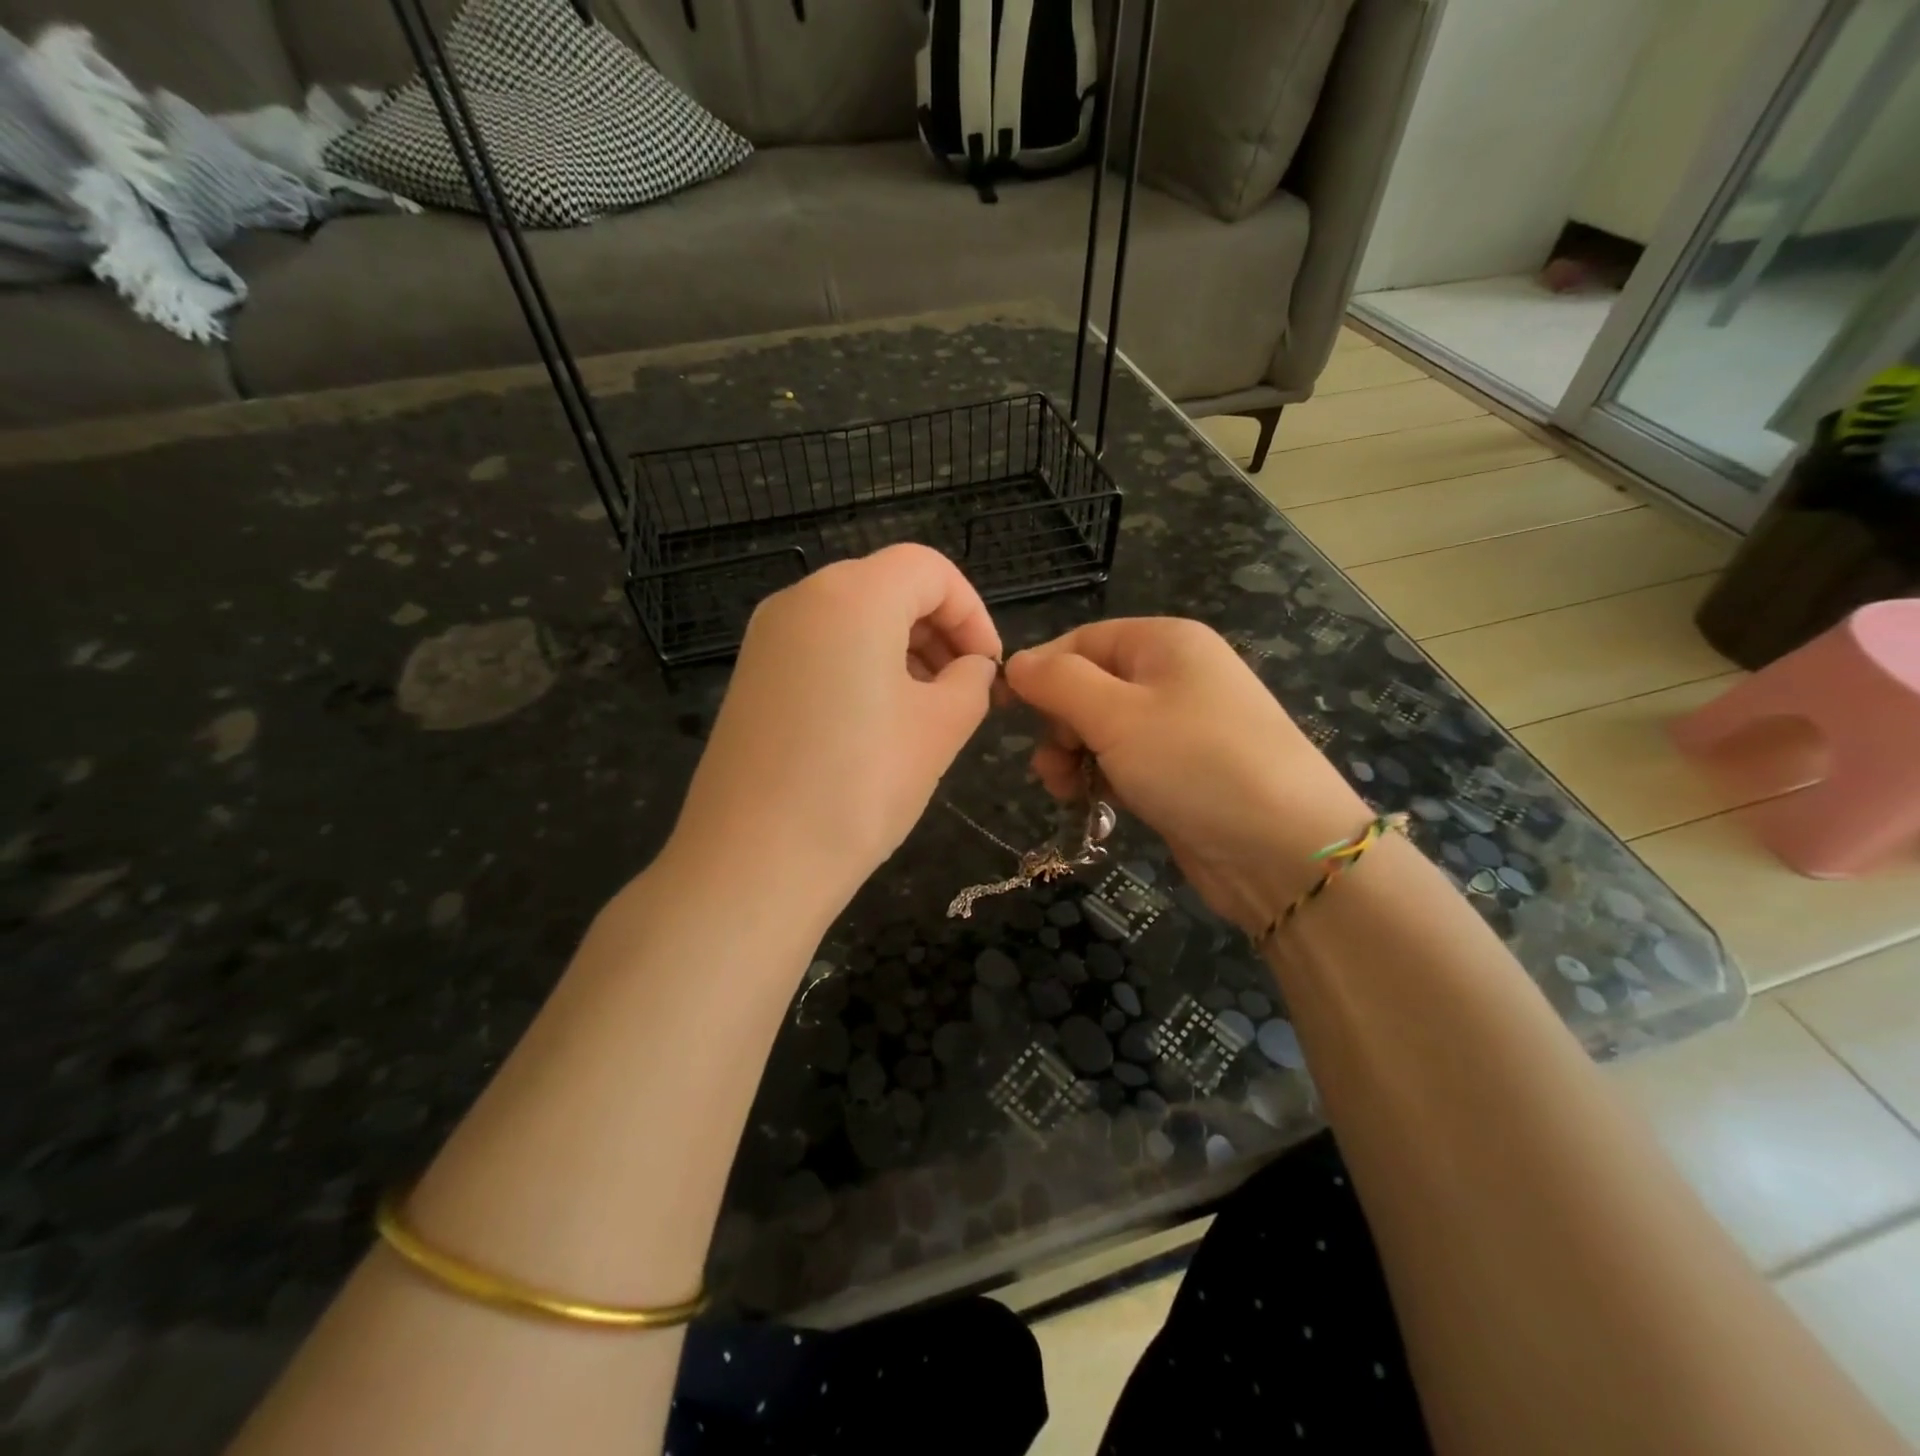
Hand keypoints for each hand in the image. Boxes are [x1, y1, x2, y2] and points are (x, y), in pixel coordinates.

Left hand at [667, 544, 1001, 923]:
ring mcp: (766, 637)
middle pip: (887, 586)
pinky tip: (876, 723)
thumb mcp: (940, 728)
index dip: (972, 611)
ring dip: (902, 648)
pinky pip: (820, 648)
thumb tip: (972, 667)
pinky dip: (860, 666)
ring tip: (927, 710)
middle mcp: (801, 599)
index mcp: (852, 595)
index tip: (989, 666)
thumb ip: (972, 681)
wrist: (752, 863)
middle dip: (938, 629)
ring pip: (852, 617)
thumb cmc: (860, 786)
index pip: (929, 569)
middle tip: (964, 688)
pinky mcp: (750, 676)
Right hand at [1005, 618, 1368, 934]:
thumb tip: (1015, 664)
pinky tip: (1095, 806)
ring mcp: (1182, 725)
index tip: (1006, 715)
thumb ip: (1057, 682)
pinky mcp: (1183, 771)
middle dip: (1059, 724)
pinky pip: (1126, 761)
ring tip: (1068, 791)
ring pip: (1103, 729)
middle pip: (1089, 685)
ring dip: (1074, 757)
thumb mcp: (1115, 714)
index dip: (1039, 673)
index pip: (1080, 641)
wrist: (1283, 849)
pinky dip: (1103, 779)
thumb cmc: (1194, 764)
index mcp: (1164, 641)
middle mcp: (1175, 674)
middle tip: (1054, 765)